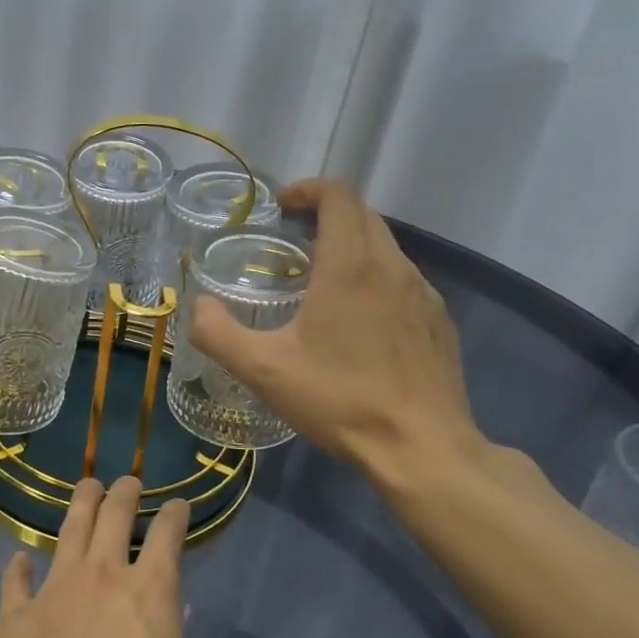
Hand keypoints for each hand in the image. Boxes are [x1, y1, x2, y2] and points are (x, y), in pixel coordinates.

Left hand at [0, 476, 219, 637]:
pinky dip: (18, 568)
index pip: (168, 534)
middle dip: (125, 492)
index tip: (179, 504)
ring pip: (68, 530)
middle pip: (114, 515)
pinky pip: (15, 581)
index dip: (176, 514)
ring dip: (81, 504)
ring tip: (87, 487)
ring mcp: (55, 590)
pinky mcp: (16, 617)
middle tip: (129, 482)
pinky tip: (19, 559)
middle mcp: (102, 575)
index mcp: (151, 590)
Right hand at [188, 178, 486, 490]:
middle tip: (292, 240)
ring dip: (352, 245)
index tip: (282, 207)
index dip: (309, 189)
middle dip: (327, 213)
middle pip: (363, 214)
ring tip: (321, 280)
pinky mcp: (439, 321)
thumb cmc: (340, 400)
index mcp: (351, 266)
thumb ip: (218, 333)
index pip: (339, 195)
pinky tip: (359, 321)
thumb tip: (199, 306)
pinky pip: (403, 279)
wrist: (422, 448)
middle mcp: (393, 267)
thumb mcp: (263, 370)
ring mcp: (423, 293)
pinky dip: (376, 277)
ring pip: (386, 246)